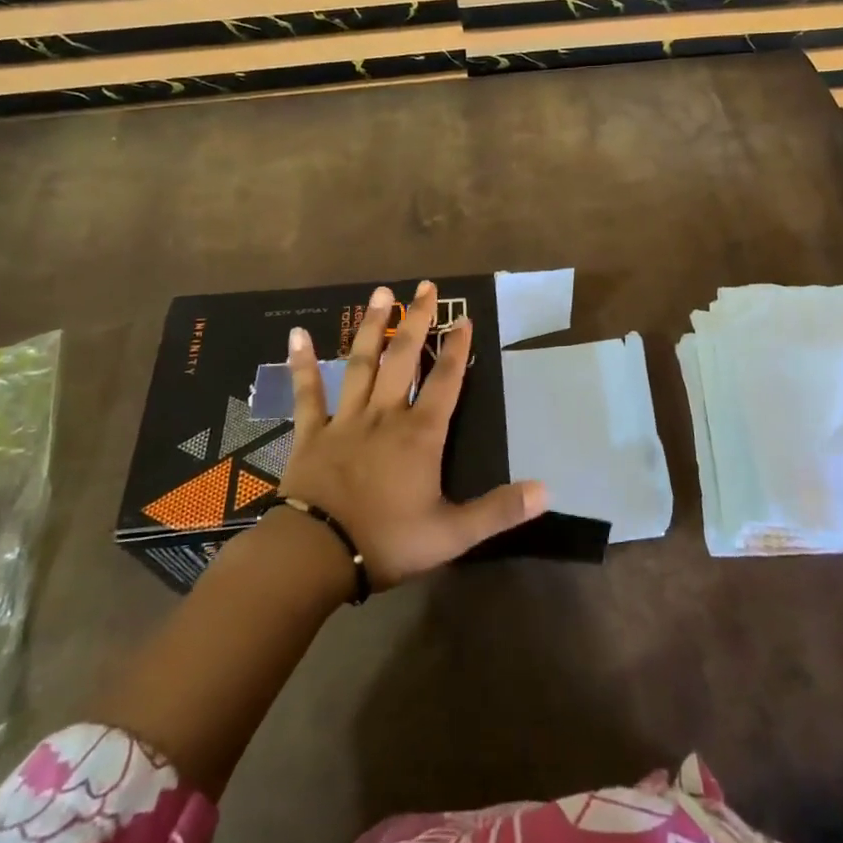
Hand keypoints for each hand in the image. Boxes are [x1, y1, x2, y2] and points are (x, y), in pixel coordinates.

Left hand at [278, 282, 546, 588]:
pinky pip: (308, 392)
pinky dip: (302, 363)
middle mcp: (385, 415)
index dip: (457, 348)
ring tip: (381, 293)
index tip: (463, 318)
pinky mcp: (312, 432)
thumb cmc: (387, 541)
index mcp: (420, 434)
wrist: (315, 555)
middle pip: (403, 357)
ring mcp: (346, 419)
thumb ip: (498, 510)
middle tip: (426, 286)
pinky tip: (297, 334)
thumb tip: (546, 491)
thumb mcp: (452, 535)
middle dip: (417, 320)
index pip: (446, 380)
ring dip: (371, 326)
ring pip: (361, 363)